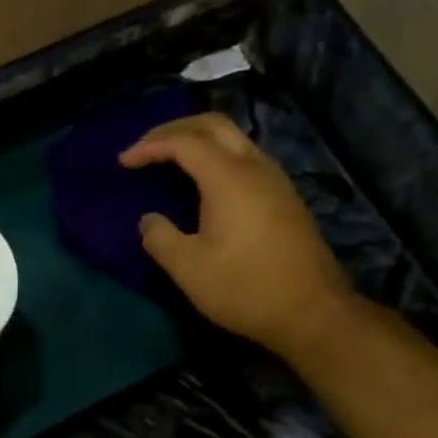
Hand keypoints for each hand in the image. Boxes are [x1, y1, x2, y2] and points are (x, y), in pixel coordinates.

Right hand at [120, 113, 353, 357]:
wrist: (314, 313)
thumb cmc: (245, 288)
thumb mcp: (188, 268)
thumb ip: (160, 237)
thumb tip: (149, 221)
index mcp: (228, 177)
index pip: (183, 142)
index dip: (150, 145)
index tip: (124, 162)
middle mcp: (255, 167)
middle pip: (213, 125)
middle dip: (174, 128)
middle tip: (145, 146)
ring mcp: (275, 180)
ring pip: (234, 138)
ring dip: (198, 139)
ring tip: (170, 159)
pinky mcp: (285, 197)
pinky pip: (245, 157)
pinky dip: (216, 156)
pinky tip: (204, 181)